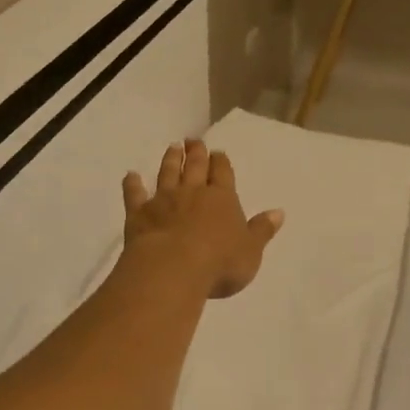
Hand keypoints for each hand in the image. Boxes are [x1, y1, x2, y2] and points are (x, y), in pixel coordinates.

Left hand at [123, 139, 284, 298]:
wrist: (173, 270)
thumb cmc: (220, 263)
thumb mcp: (251, 251)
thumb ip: (262, 230)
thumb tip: (278, 212)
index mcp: (222, 198)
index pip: (223, 173)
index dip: (220, 162)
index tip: (217, 152)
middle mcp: (193, 193)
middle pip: (195, 167)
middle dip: (196, 153)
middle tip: (193, 140)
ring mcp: (164, 201)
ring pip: (167, 174)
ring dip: (170, 160)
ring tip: (172, 148)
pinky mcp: (139, 214)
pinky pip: (135, 195)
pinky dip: (132, 185)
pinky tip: (130, 176)